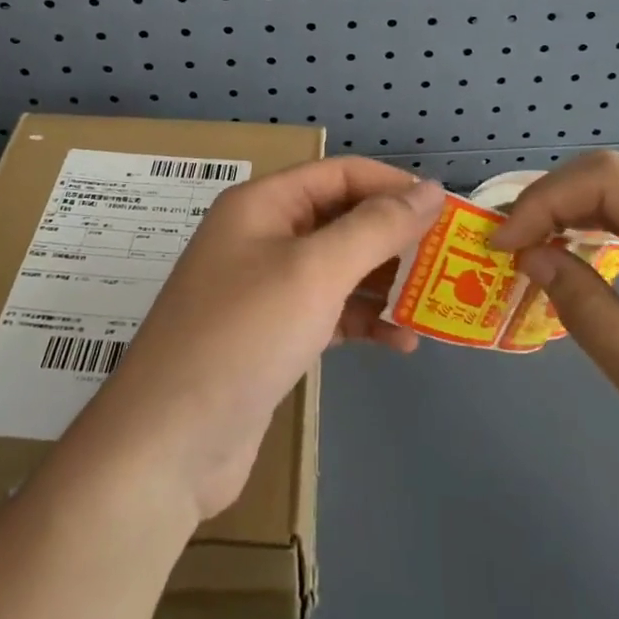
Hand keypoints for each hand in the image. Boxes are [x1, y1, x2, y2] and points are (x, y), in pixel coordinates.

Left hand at [77, 159, 443, 519]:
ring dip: (385, 284)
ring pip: (339, 269)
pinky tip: (400, 343)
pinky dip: (363, 321)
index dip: (394, 186)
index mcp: (263, 205)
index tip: (446, 213)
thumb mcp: (315, 271)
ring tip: (434, 307)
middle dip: (394, 239)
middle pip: (341, 220)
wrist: (169, 444)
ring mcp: (264, 288)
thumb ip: (376, 227)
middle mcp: (262, 237)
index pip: (340, 175)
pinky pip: (328, 311)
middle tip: (449, 263)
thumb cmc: (244, 336)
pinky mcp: (272, 335)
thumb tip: (430, 189)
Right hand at [492, 153, 618, 540]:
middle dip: (552, 201)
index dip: (543, 200)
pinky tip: (583, 260)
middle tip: (510, 246)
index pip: (607, 180)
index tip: (502, 246)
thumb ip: (586, 309)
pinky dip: (605, 233)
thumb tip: (532, 256)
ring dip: (575, 214)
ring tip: (533, 250)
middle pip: (617, 178)